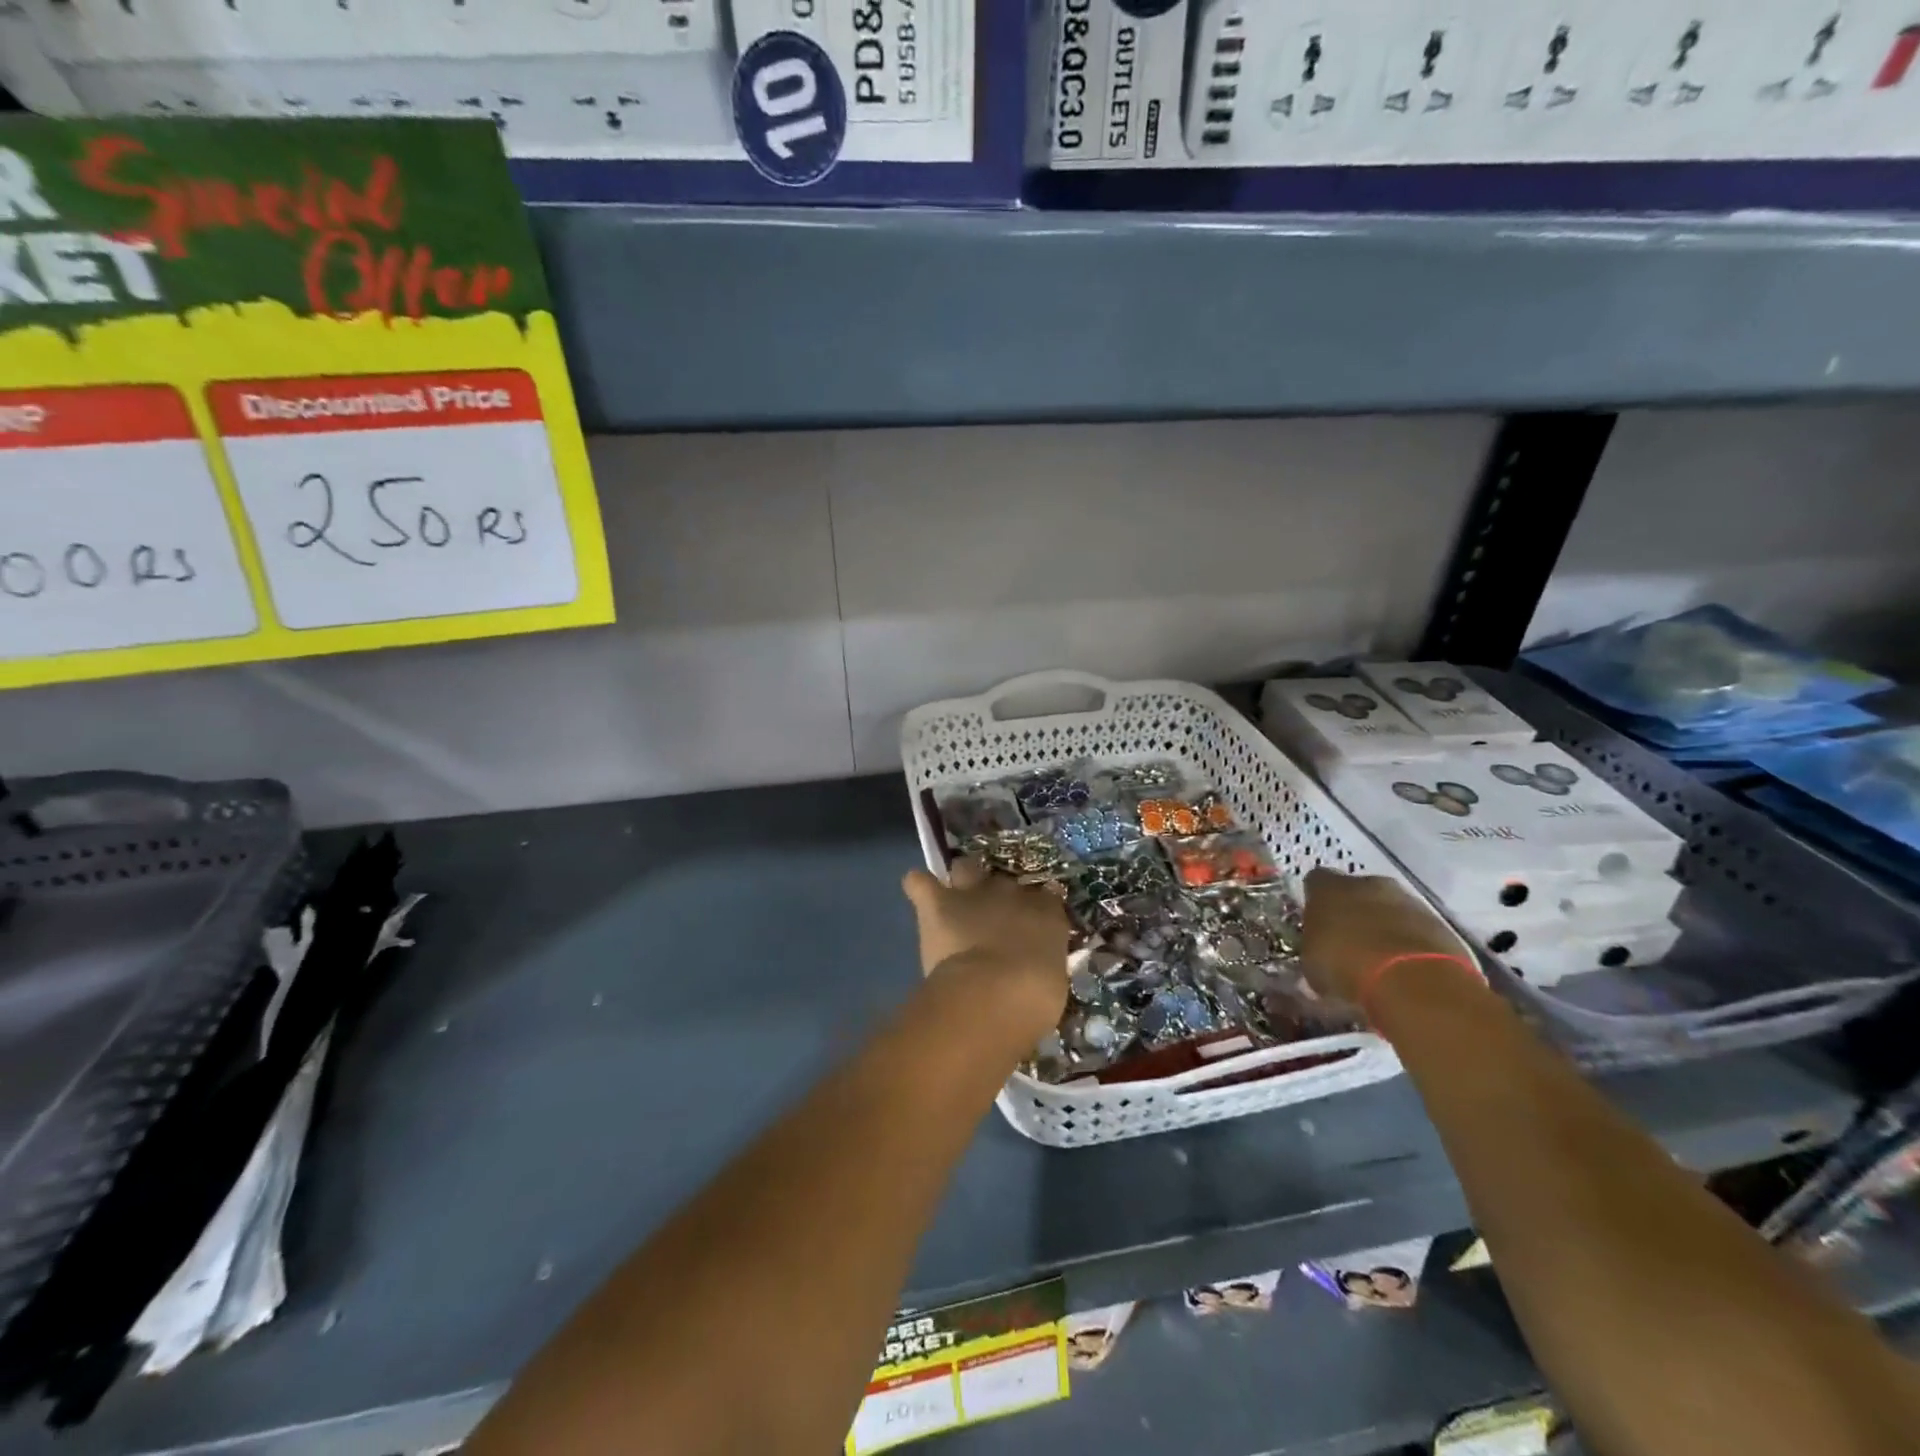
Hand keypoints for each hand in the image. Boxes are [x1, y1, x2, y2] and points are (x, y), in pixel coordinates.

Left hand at [902, 859, 1069, 1037]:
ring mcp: (973, 893)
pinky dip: (919, 886)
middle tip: (992, 917)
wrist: (994, 994)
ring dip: (961, 879)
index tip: (1033, 924)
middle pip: (1004, 881)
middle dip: (999, 894)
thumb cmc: (1034, 998)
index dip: (1037, 908)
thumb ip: (1044, 964)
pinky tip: (919, 893)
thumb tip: (1036, 966)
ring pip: (966, 867)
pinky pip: (920, 882)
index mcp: (1047, 913)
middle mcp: (1011, 893)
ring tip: (955, 898)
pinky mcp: (938, 903)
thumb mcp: (1053, 982)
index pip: (1047, 897)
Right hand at [1299, 867, 1468, 1005]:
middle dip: (1354, 910)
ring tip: (1380, 959)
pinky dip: (1411, 942)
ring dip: (1385, 926)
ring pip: (1390, 908)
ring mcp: (1409, 901)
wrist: (1415, 983)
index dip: (1315, 901)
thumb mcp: (1312, 964)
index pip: (1315, 882)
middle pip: (1357, 890)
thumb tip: (1317, 952)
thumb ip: (1314, 948)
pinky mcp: (1441, 923)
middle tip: (1349, 941)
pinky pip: (1417, 928)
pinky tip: (1406, 968)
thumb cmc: (1347, 968)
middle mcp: (1368, 883)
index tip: (1315, 923)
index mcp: (1328, 887)